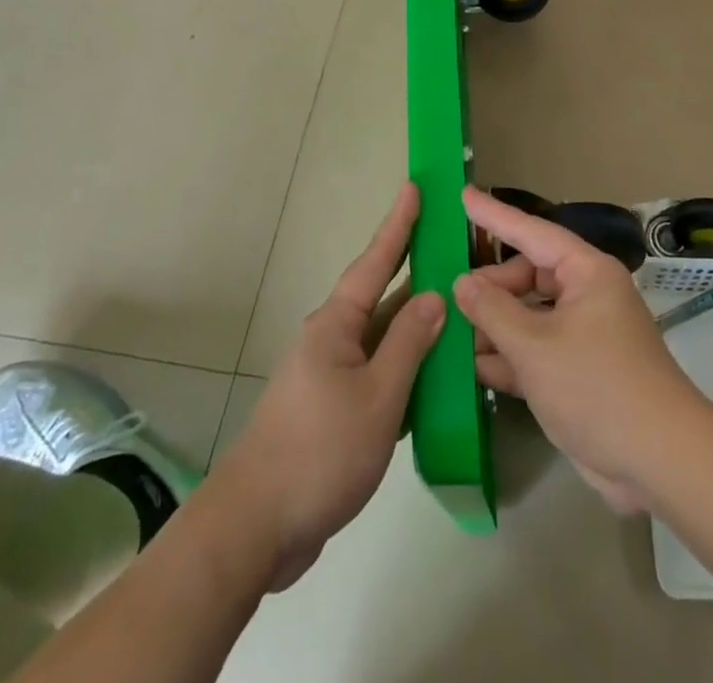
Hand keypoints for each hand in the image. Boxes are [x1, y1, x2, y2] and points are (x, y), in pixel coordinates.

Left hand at [217, 184, 444, 588]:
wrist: (257, 526)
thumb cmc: (319, 451)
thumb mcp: (377, 397)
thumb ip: (409, 345)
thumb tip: (433, 297)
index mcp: (336, 325)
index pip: (375, 261)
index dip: (398, 224)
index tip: (414, 187)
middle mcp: (332, 339)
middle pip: (380, 295)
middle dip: (413, 268)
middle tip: (448, 241)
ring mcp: (331, 375)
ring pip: (382, 337)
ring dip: (415, 323)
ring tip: (455, 303)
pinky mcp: (333, 410)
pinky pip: (378, 372)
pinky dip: (406, 366)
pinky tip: (434, 374)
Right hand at [455, 188, 708, 512]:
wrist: (660, 461)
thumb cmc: (596, 386)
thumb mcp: (534, 346)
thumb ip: (492, 310)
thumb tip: (463, 282)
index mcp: (586, 273)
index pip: (531, 232)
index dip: (494, 216)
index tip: (464, 196)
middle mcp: (587, 295)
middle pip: (529, 276)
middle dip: (491, 287)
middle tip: (451, 298)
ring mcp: (585, 335)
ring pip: (530, 315)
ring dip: (496, 326)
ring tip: (452, 332)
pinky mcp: (580, 372)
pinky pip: (538, 350)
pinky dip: (510, 357)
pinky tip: (474, 368)